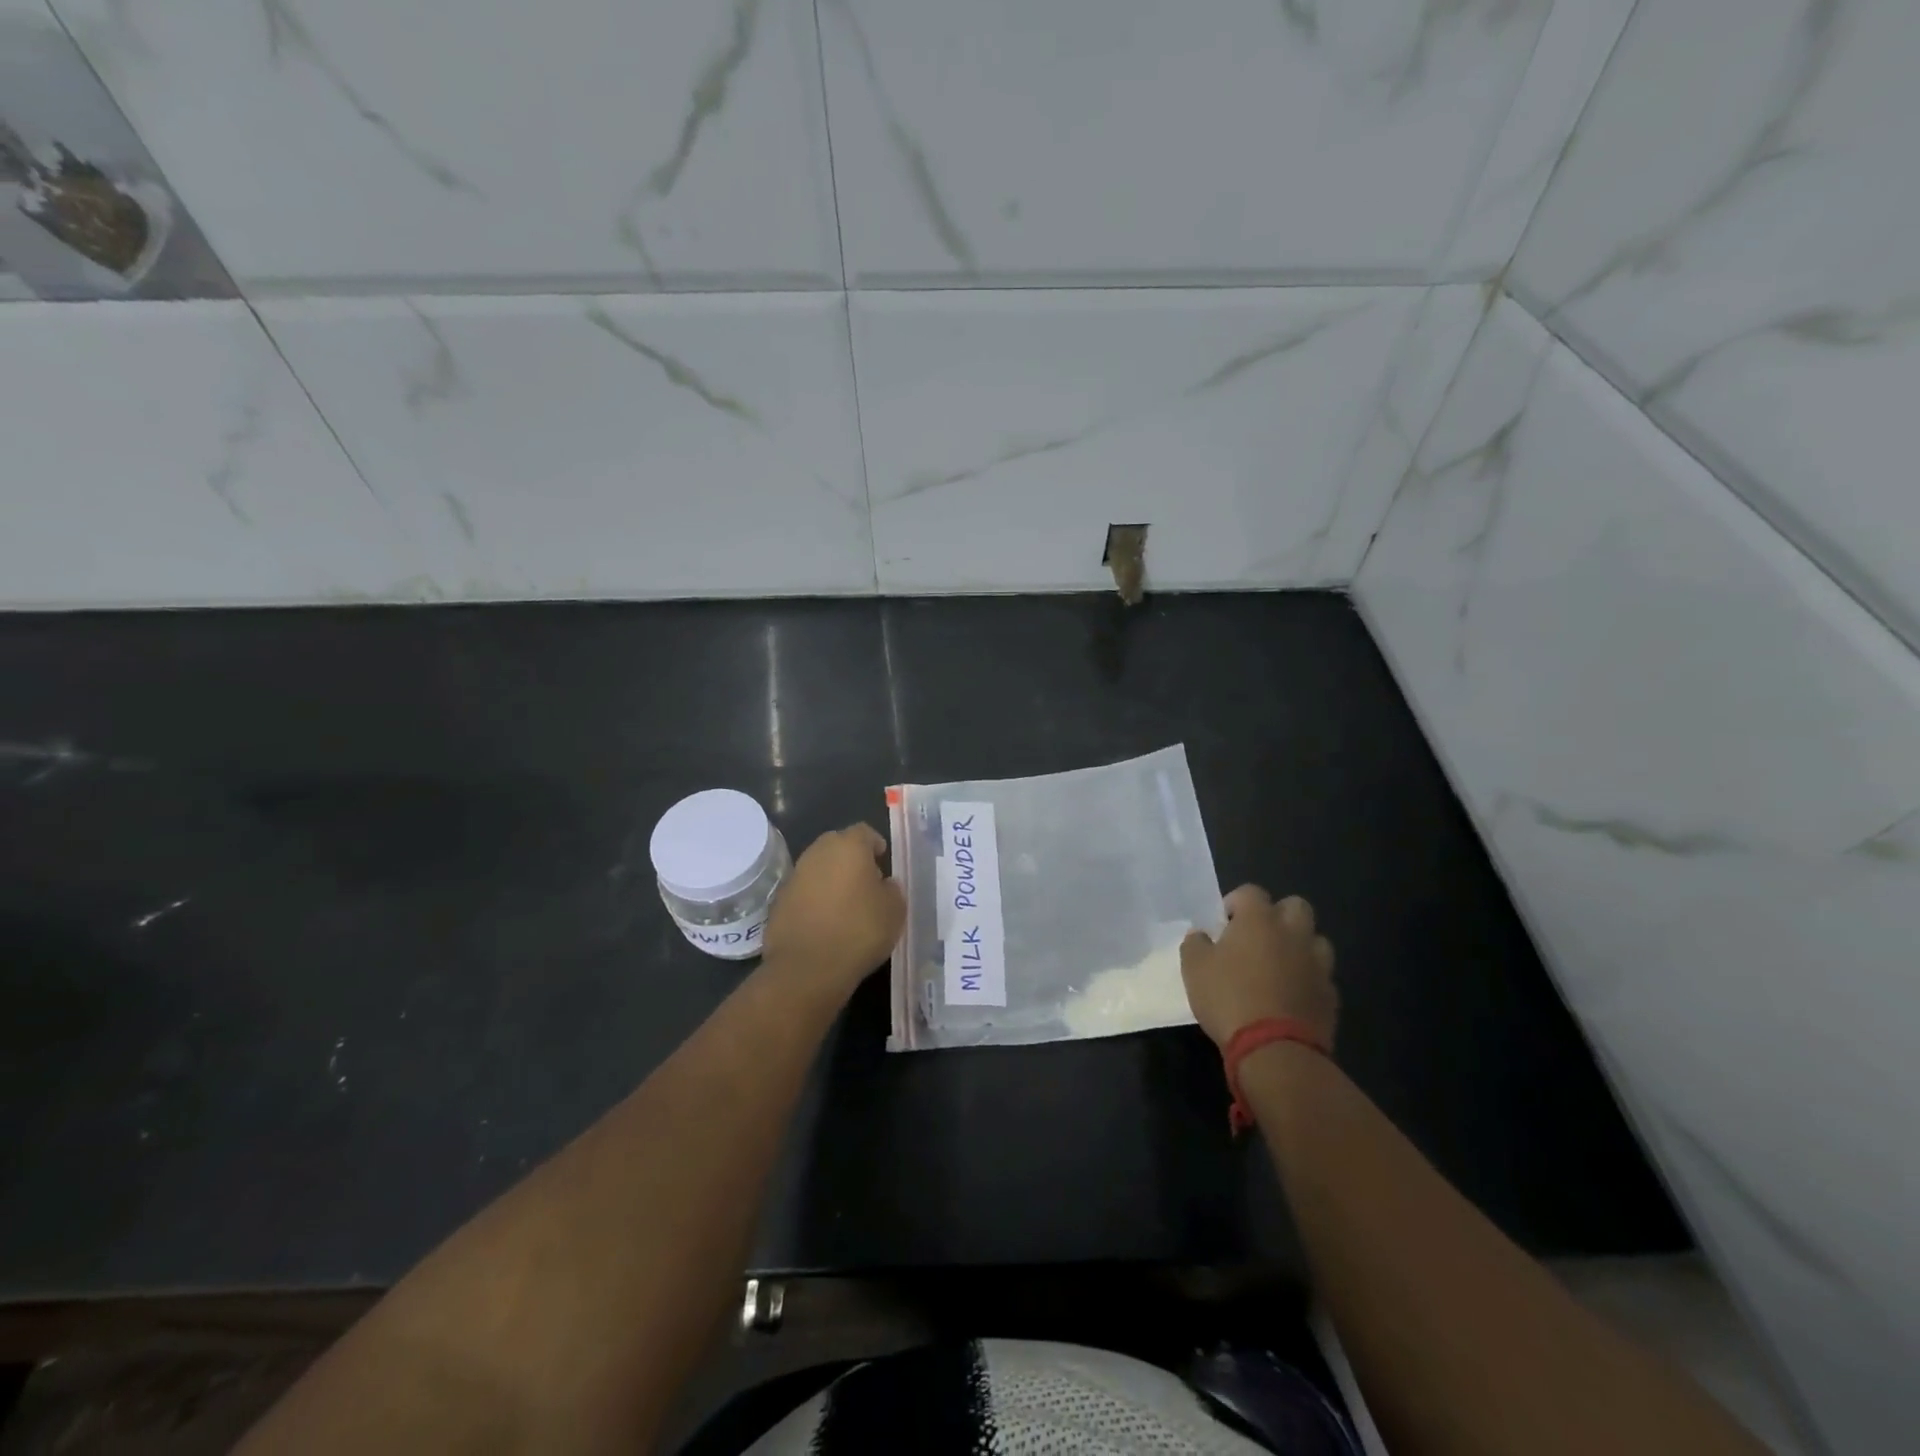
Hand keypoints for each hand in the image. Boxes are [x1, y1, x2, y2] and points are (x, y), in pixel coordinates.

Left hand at [763, 823, 905, 997]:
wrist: (807, 968)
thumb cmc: (859, 931)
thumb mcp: (895, 911)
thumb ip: (893, 889)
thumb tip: (884, 884)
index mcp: (848, 846)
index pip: (864, 832)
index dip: (876, 845)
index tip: (884, 862)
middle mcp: (818, 852)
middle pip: (838, 845)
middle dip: (852, 859)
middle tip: (866, 882)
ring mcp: (795, 875)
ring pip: (819, 868)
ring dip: (831, 879)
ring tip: (846, 905)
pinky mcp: (779, 900)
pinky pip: (804, 891)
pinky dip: (815, 899)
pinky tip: (825, 922)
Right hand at [1180, 886, 1337, 1050]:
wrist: (1275, 1049)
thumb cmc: (1229, 998)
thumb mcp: (1194, 969)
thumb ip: (1195, 944)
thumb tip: (1200, 935)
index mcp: (1259, 920)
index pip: (1250, 892)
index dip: (1236, 903)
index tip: (1224, 924)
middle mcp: (1293, 933)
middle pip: (1295, 906)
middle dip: (1278, 915)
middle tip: (1257, 937)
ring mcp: (1318, 964)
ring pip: (1315, 940)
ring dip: (1299, 946)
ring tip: (1279, 966)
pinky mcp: (1330, 995)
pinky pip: (1321, 976)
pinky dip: (1308, 979)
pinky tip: (1291, 996)